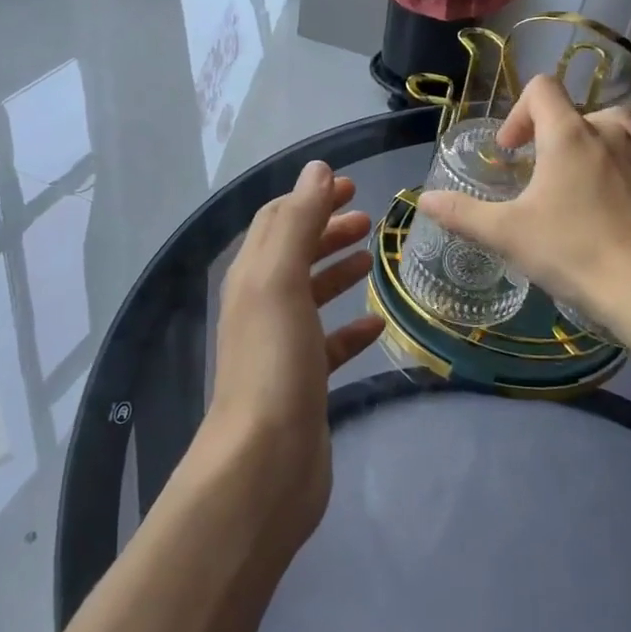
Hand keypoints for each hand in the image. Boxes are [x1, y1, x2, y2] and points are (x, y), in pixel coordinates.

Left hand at [204, 160, 384, 544]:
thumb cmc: (274, 360)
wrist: (265, 462)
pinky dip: (351, 328)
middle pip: (294, 253)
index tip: (350, 185)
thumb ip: (298, 221)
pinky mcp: (304, 383)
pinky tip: (378, 325)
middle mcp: (261, 305)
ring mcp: (282, 346)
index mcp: (252, 275)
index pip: (278, 220)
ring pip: (310, 295)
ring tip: (372, 256)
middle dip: (327, 229)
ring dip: (337, 270)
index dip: (310, 198)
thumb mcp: (282, 279)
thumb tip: (316, 169)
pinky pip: (329, 344)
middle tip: (369, 218)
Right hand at [417, 77, 630, 335]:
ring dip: (595, 134)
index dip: (519, 113)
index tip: (510, 152)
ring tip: (585, 164)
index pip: (540, 91)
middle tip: (540, 176)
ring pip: (618, 121)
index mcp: (565, 136)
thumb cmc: (571, 252)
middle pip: (574, 112)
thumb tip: (423, 200)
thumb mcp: (506, 235)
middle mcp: (607, 130)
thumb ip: (461, 213)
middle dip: (551, 135)